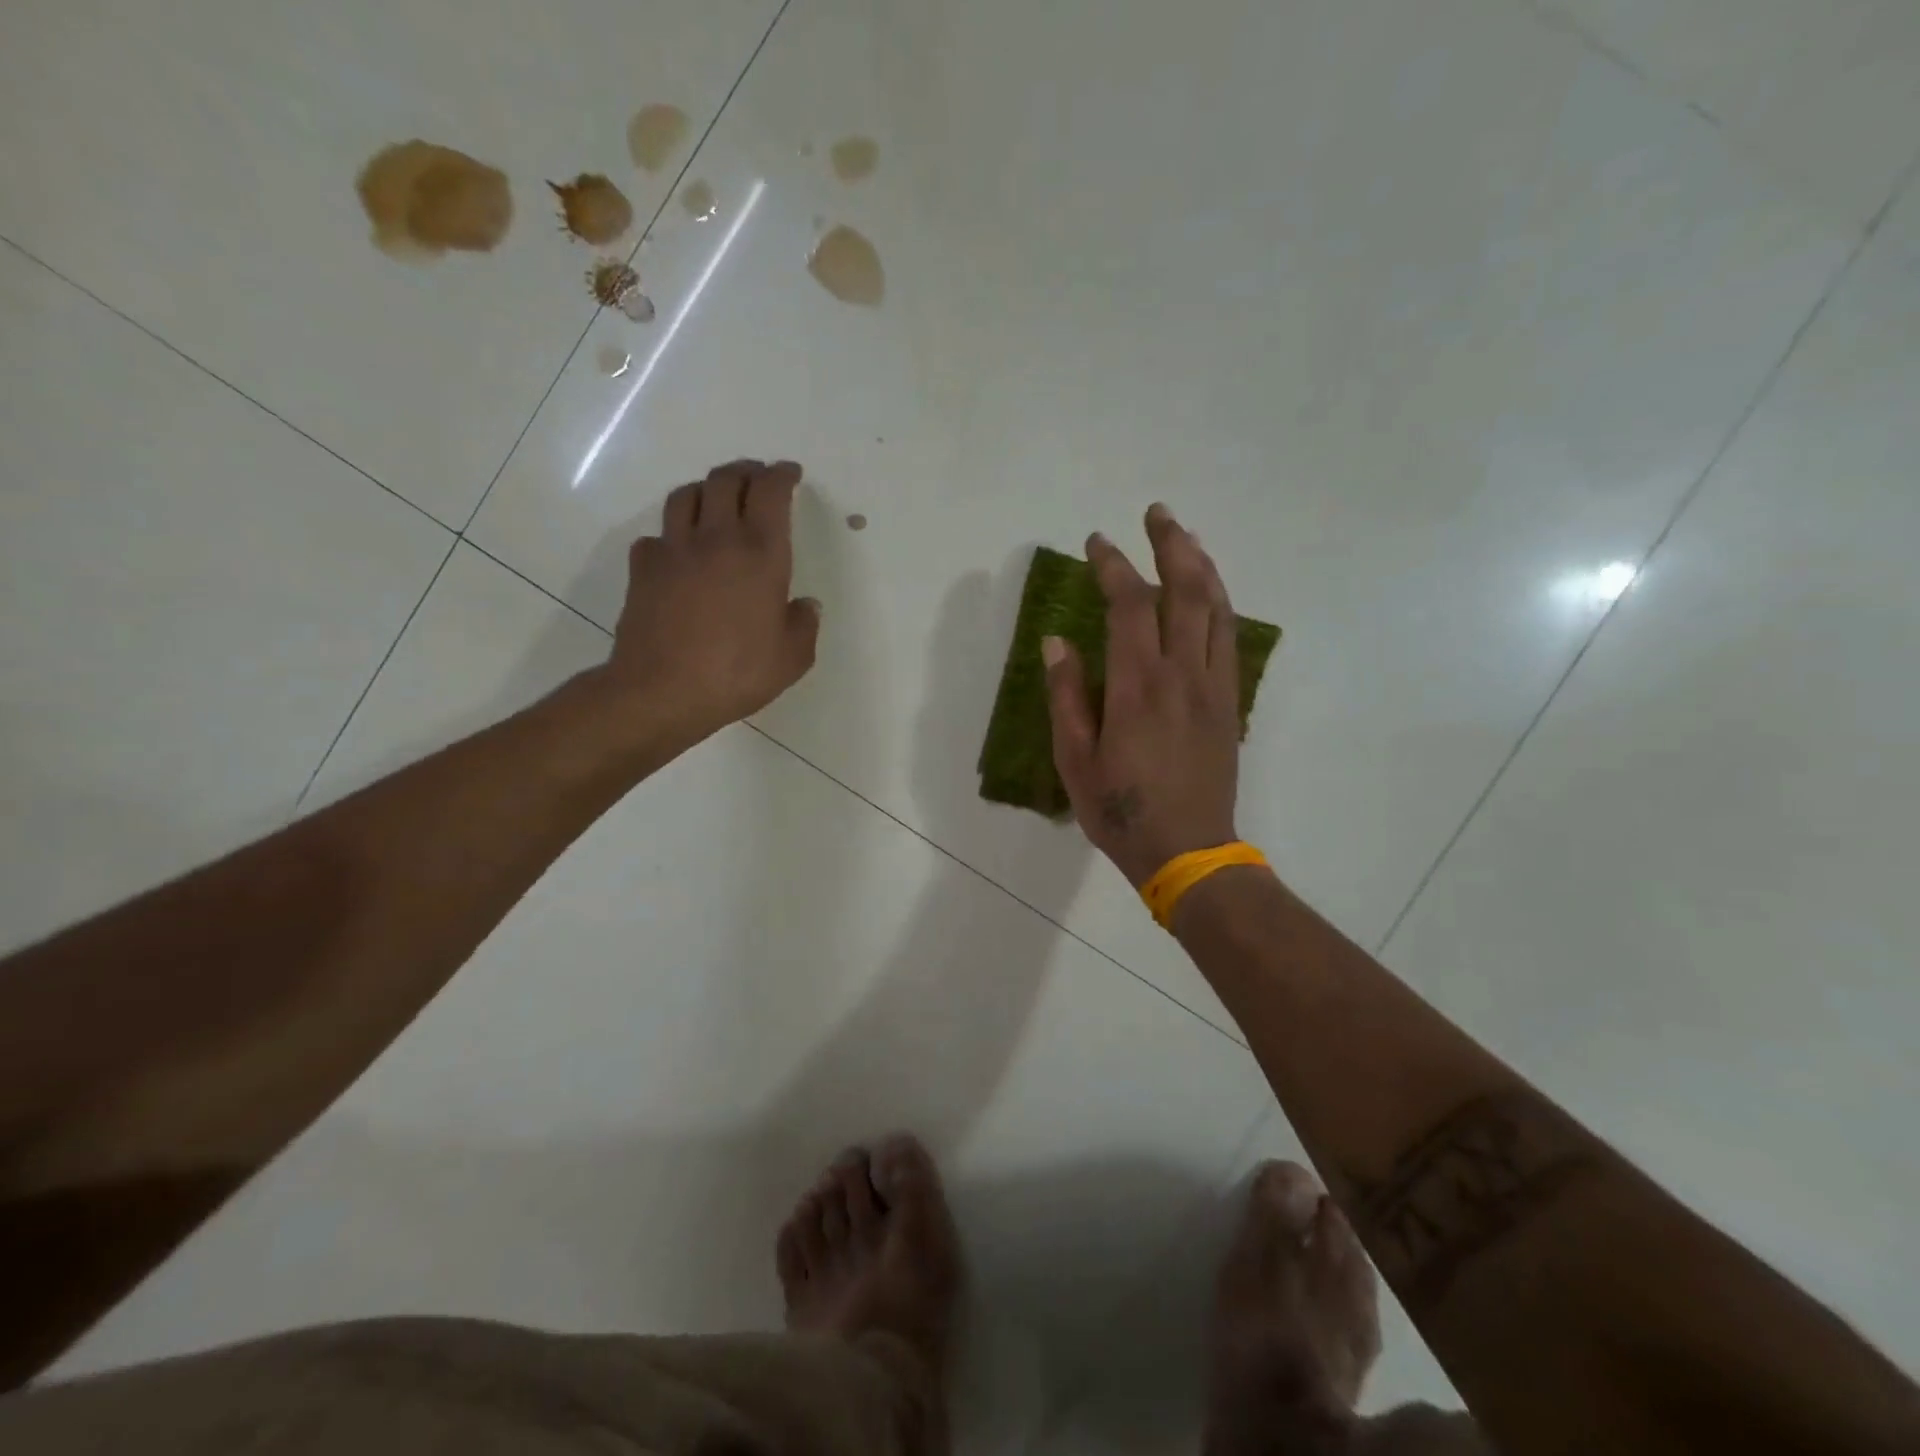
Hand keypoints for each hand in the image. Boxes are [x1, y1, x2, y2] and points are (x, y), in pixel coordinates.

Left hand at [603, 459, 820, 743]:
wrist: (662, 690)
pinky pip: (658, 535)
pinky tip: (679, 550)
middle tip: (757, 477)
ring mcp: (674, 549)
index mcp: (761, 553)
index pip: (771, 492)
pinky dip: (673, 534)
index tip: (790, 473)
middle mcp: (717, 538)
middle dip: (746, 471)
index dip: (782, 475)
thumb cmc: (737, 673)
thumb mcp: (792, 658)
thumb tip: (804, 605)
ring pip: (687, 495)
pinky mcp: (644, 567)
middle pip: (727, 480)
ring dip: (707, 489)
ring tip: (717, 499)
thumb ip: (804, 625)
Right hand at [1043, 503, 1241, 886]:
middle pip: (1185, 591)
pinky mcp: (1230, 703)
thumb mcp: (1075, 760)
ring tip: (1186, 537)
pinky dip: (1219, 603)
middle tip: (1156, 513)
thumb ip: (1067, 696)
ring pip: (1216, 608)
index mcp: (1137, 686)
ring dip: (1202, 564)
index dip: (1113, 565)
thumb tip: (1056, 640)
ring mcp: (1214, 686)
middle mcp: (1182, 674)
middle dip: (1170, 544)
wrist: (1190, 852)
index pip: (1129, 605)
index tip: (1097, 542)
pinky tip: (1210, 593)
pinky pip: (1230, 638)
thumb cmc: (1121, 810)